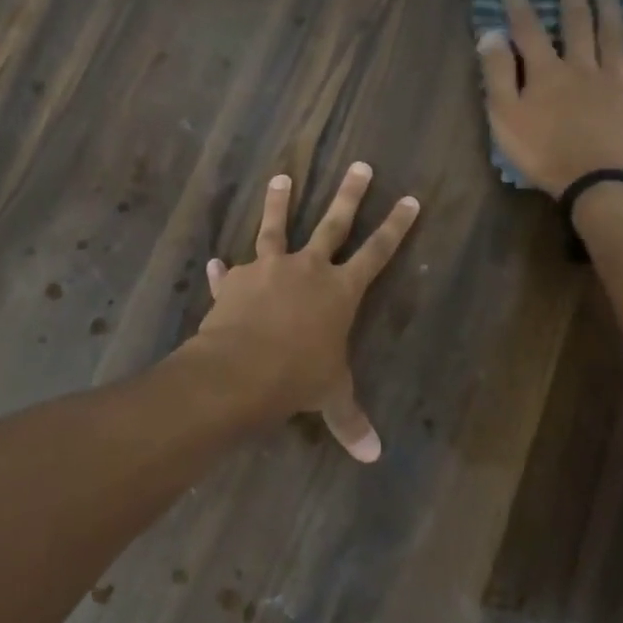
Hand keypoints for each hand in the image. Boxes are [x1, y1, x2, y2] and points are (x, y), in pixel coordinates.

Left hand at [194, 162, 420, 461]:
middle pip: (333, 223)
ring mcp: (267, 268)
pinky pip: (230, 272)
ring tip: (282, 177)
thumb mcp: (329, 396)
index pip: (377, 252)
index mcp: (339, 290)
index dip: (395, 226)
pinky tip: (214, 263)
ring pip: (276, 226)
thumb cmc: (297, 377)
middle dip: (349, 194)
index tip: (408, 198)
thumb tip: (373, 456)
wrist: (239, 369)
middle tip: (360, 165)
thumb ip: (350, 420)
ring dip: (279, 202)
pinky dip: (223, 271)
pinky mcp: (234, 280)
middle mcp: (306, 268)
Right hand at [479, 0, 622, 194]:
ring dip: (609, 4)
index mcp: (546, 72)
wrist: (602, 183)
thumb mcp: (506, 119)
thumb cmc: (546, 155)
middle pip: (577, 20)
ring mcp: (616, 79)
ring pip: (613, 33)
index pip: (527, 27)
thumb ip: (497, 75)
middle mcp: (582, 65)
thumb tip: (491, 34)